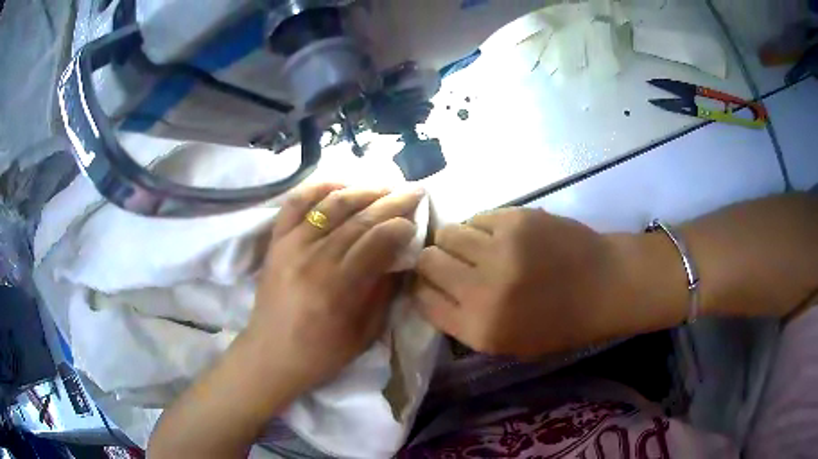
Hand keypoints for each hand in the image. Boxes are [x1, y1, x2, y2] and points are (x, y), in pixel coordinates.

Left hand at [248, 183, 423, 391]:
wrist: (271, 354)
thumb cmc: (321, 353)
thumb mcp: (364, 333)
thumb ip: (383, 291)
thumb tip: (401, 257)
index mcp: (338, 288)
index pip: (377, 241)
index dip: (401, 227)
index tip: (416, 222)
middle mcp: (314, 259)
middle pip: (359, 218)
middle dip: (392, 201)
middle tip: (414, 191)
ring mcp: (291, 245)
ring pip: (331, 204)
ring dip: (362, 190)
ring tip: (385, 185)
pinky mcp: (276, 241)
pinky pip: (296, 203)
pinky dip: (318, 187)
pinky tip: (340, 183)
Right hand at [412, 208, 626, 357]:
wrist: (606, 285)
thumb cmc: (561, 323)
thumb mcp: (509, 344)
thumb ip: (465, 322)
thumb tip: (433, 291)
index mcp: (480, 329)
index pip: (423, 300)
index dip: (423, 288)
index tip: (432, 283)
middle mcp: (482, 290)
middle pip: (427, 261)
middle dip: (433, 261)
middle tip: (452, 262)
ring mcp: (499, 250)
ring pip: (447, 233)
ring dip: (456, 241)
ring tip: (477, 247)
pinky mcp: (515, 219)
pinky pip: (477, 218)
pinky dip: (481, 227)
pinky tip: (501, 236)